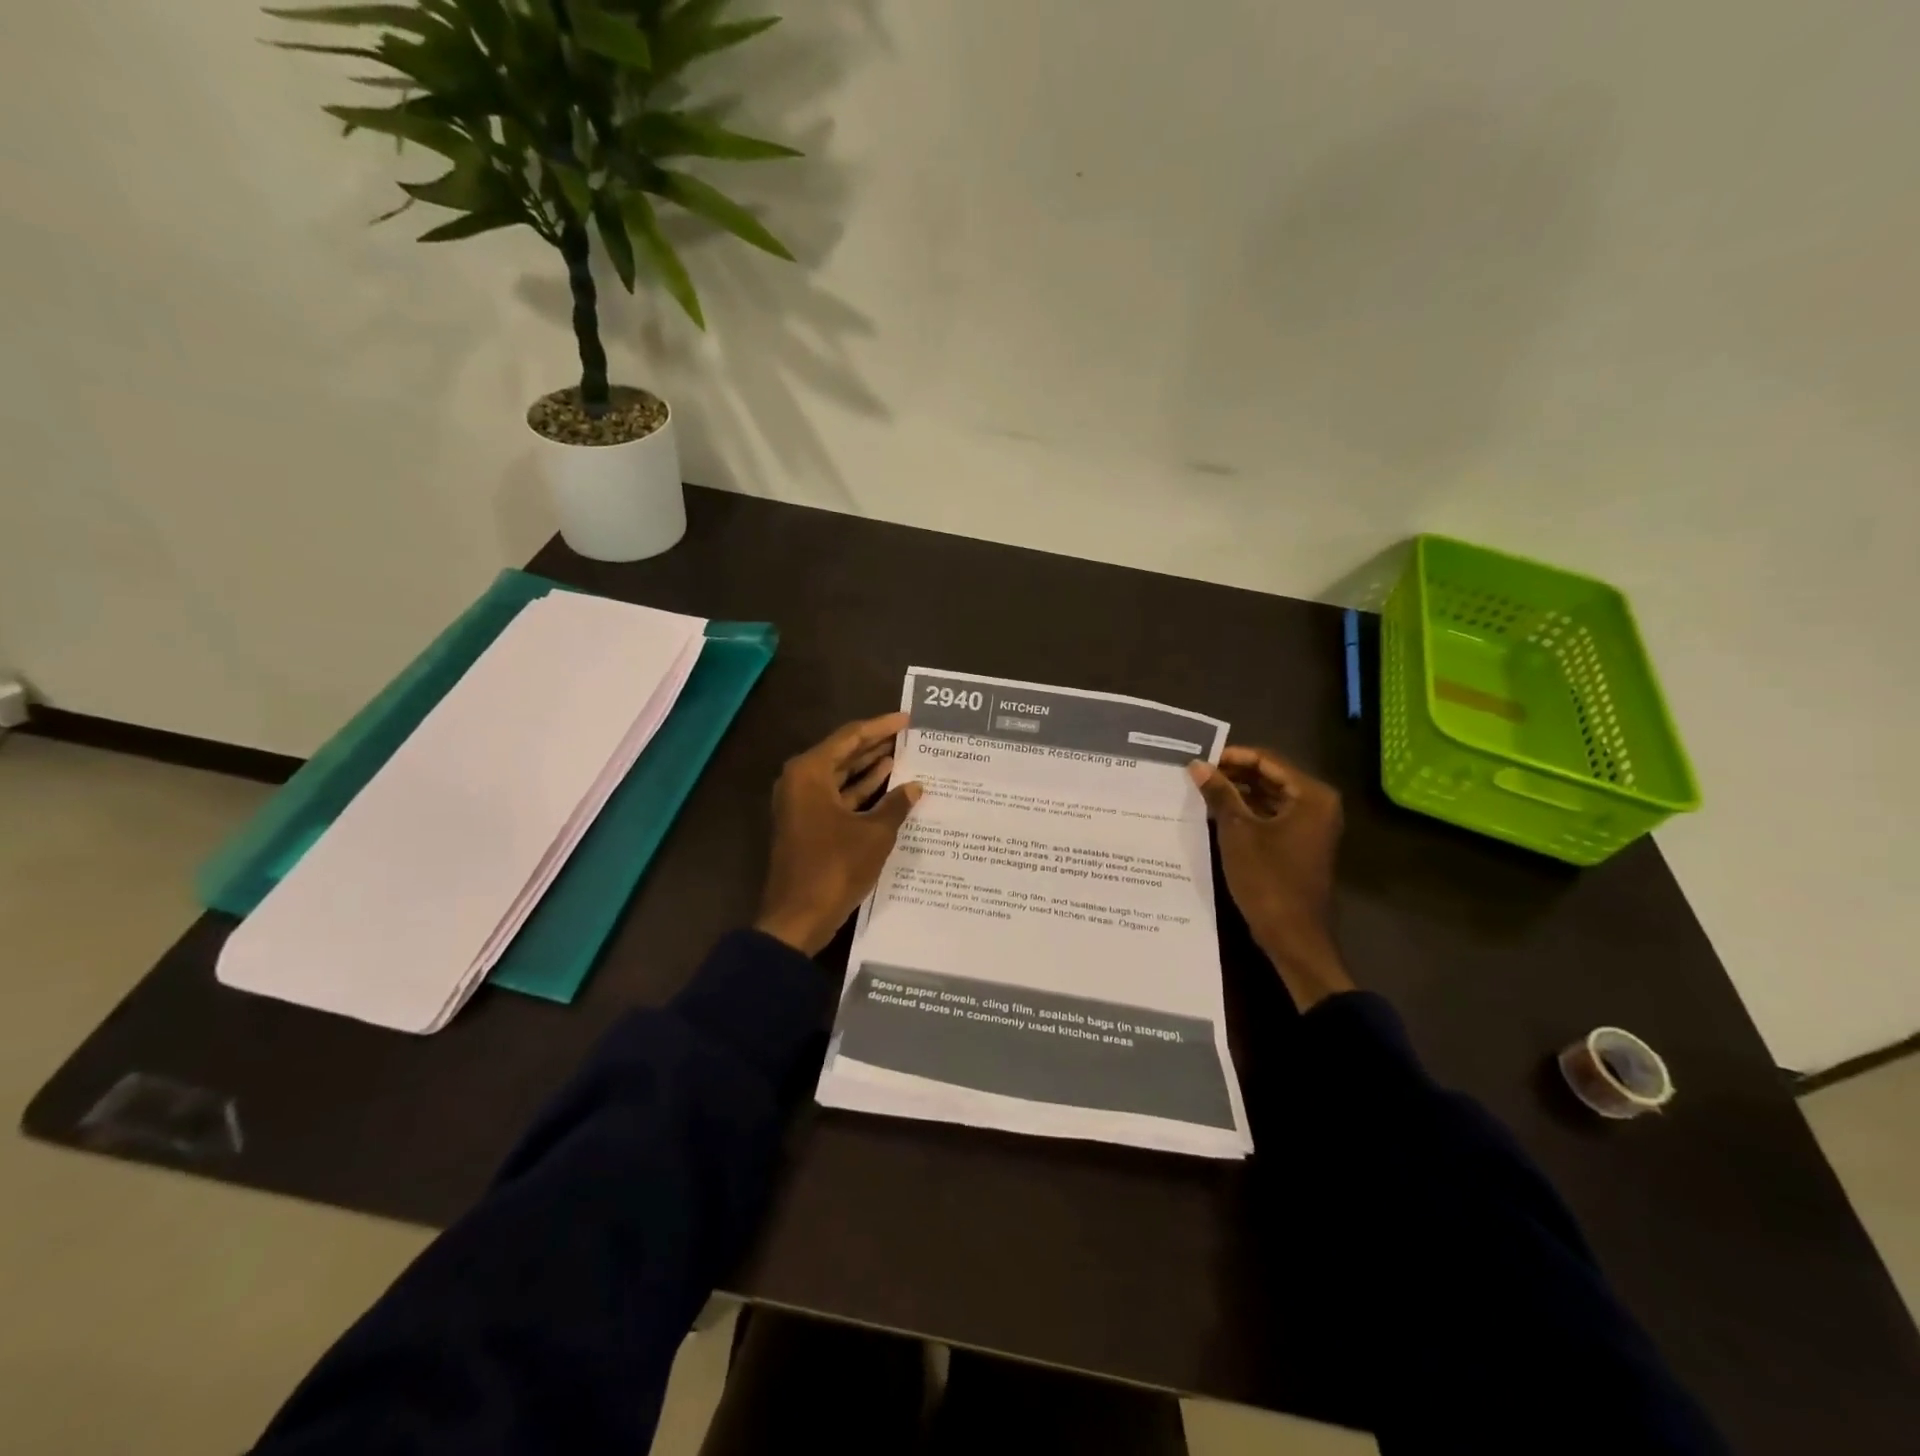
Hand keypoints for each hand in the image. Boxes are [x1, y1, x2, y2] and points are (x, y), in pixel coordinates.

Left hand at [755, 712, 922, 955]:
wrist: (798, 917)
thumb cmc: (835, 868)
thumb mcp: (874, 834)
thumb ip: (896, 805)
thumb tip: (916, 786)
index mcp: (810, 772)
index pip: (850, 737)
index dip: (881, 727)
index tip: (907, 719)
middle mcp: (801, 781)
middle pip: (843, 753)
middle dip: (876, 745)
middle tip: (909, 735)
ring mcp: (801, 804)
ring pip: (840, 776)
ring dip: (869, 767)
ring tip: (904, 756)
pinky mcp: (807, 824)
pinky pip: (837, 797)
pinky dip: (860, 791)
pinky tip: (888, 787)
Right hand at [1188, 747, 1353, 1008]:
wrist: (1293, 935)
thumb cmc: (1267, 880)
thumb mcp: (1237, 832)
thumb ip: (1219, 794)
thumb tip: (1197, 765)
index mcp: (1310, 795)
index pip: (1267, 760)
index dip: (1232, 757)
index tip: (1199, 759)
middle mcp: (1317, 804)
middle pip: (1270, 776)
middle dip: (1234, 774)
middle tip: (1196, 774)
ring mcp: (1311, 825)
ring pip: (1269, 796)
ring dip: (1238, 793)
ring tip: (1201, 791)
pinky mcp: (1301, 843)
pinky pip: (1272, 816)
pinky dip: (1248, 812)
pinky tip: (1217, 814)